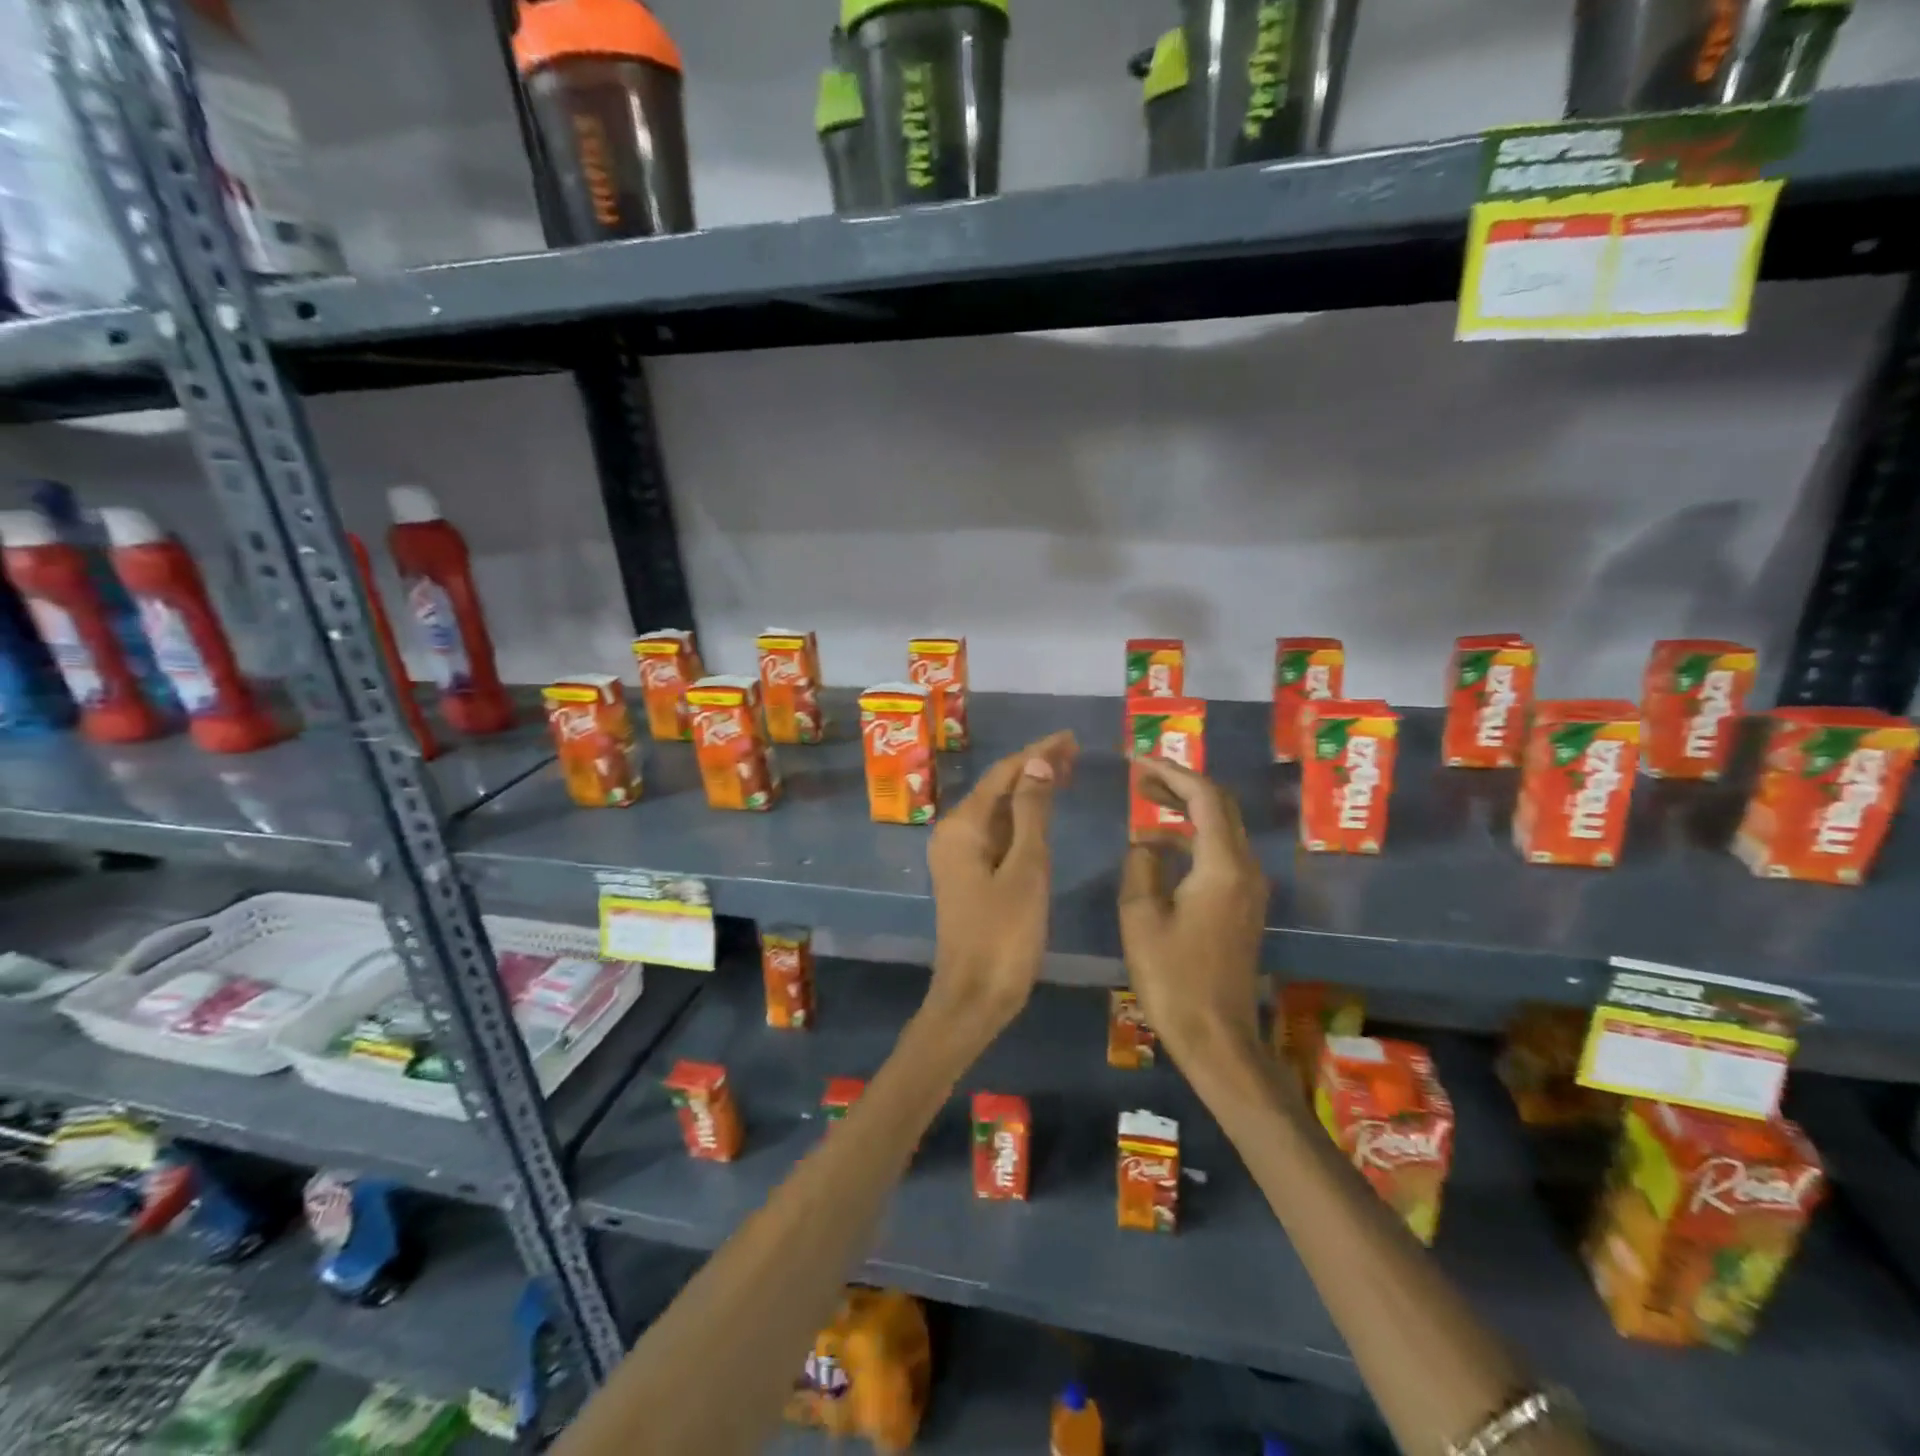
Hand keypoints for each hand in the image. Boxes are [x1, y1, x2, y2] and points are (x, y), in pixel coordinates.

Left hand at [924, 731, 1077, 1041]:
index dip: (1038, 752)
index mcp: (963, 826)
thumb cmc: (1004, 934)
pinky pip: (997, 834)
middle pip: (998, 788)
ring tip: (1067, 773)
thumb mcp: (1026, 869)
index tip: (1071, 736)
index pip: (1004, 773)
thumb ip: (1032, 813)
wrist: (974, 998)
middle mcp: (954, 833)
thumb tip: (1037, 762)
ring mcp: (959, 855)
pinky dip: (1022, 820)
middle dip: (1034, 767)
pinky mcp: (970, 875)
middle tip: (1075, 752)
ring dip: (1029, 792)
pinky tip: (1043, 815)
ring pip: (998, 811)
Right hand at [1118, 757, 1268, 1065]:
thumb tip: (1147, 845)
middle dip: (1181, 785)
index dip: (1171, 772)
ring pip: (1222, 829)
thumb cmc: (1173, 978)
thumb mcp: (1140, 917)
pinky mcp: (1243, 906)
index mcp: (1222, 866)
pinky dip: (1193, 838)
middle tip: (1141, 777)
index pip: (1204, 798)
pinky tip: (1161, 848)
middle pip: (1220, 807)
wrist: (1216, 1037)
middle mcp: (1246, 869)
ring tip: (1147, 802)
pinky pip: (1221, 853)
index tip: (1138, 761)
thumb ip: (1141, 867)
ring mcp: (1250, 888)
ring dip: (1187, 810)